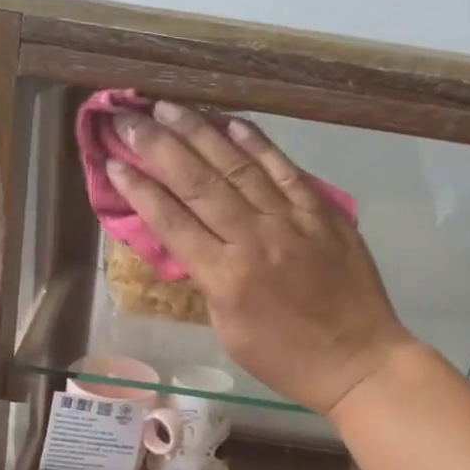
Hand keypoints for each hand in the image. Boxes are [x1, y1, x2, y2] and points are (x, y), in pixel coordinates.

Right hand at [107, 103, 415, 415]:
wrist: (357, 361)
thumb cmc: (284, 358)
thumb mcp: (228, 329)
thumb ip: (207, 280)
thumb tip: (188, 241)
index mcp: (225, 278)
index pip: (171, 222)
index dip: (138, 190)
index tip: (112, 162)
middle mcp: (254, 239)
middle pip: (198, 183)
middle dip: (158, 146)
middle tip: (128, 118)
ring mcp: (291, 221)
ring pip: (238, 167)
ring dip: (200, 133)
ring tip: (168, 107)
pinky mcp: (323, 212)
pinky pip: (285, 170)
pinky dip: (257, 144)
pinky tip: (232, 122)